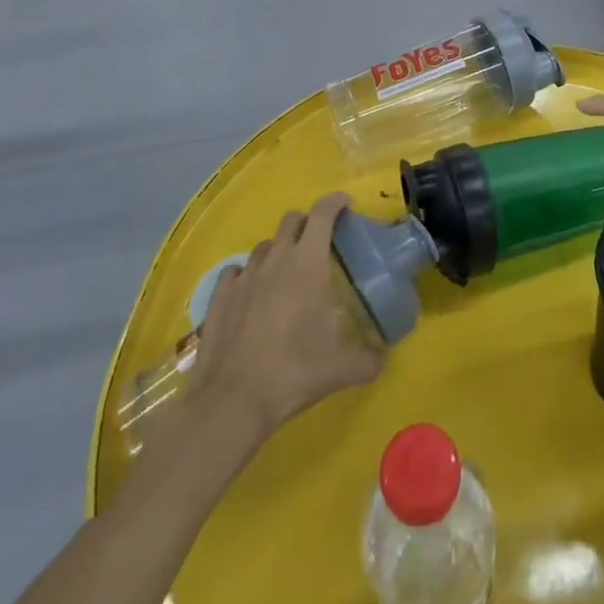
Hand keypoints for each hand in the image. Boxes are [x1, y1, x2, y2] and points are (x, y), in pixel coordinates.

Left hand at [186, 192, 384, 440]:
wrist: (232, 401)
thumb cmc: (293, 372)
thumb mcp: (341, 369)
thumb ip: (368, 359)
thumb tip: (383, 358)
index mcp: (307, 264)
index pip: (322, 214)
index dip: (335, 202)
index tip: (346, 203)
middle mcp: (275, 260)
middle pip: (292, 220)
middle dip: (308, 222)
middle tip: (320, 241)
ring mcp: (244, 276)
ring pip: (265, 245)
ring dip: (279, 249)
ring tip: (287, 271)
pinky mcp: (220, 296)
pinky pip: (236, 270)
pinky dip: (248, 273)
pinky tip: (253, 292)